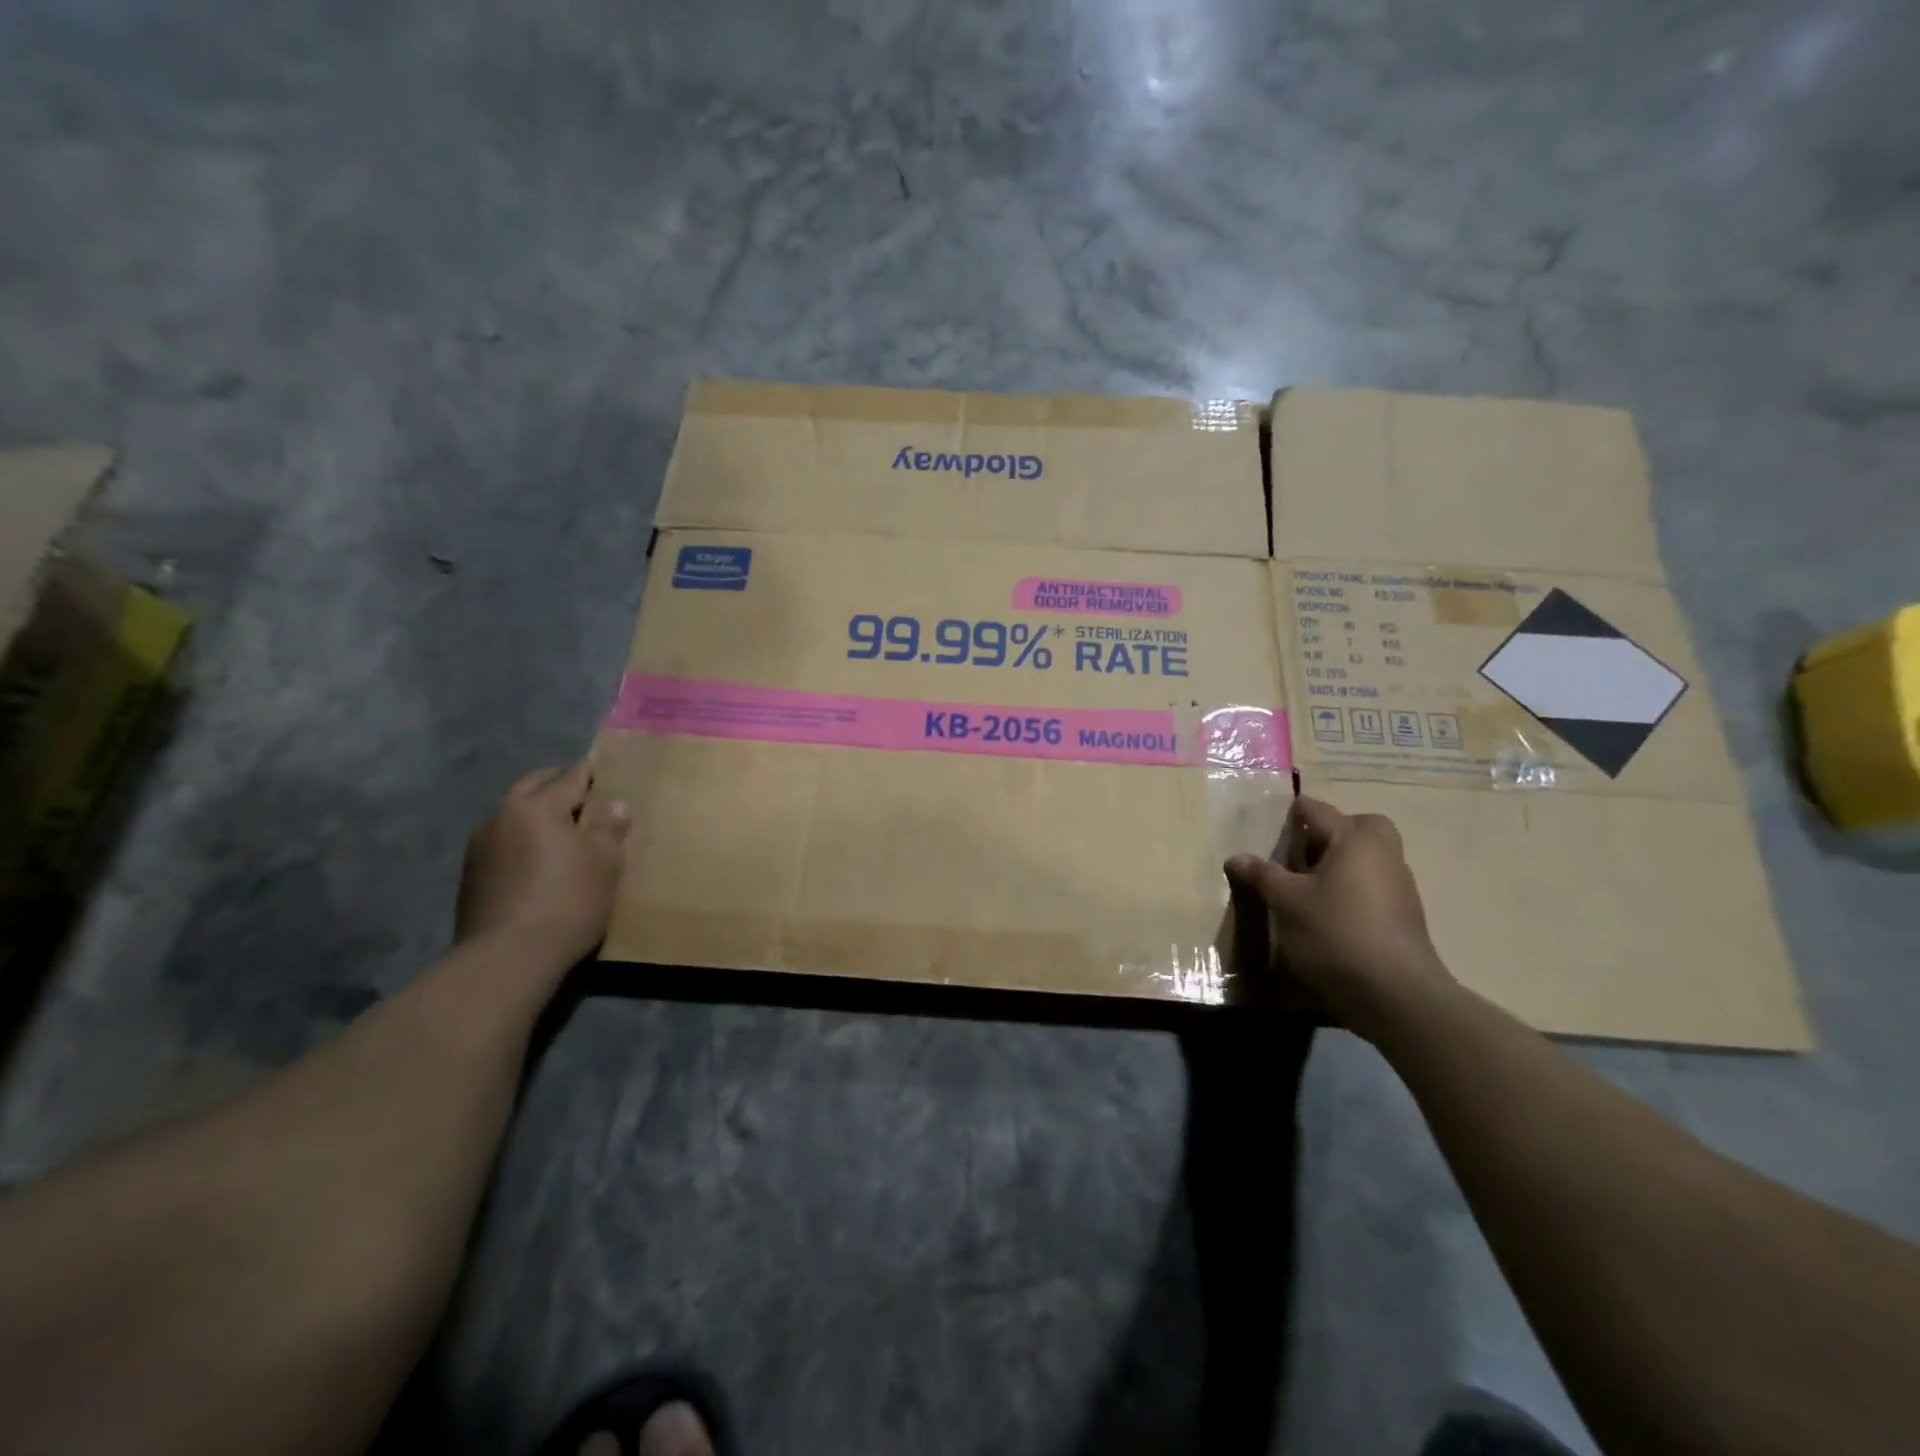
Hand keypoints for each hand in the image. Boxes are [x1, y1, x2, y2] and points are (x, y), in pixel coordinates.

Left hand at [455, 763, 630, 965]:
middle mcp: (504, 814)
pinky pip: (503, 837)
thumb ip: (609, 830)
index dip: (592, 773)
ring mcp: (481, 843)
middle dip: (558, 783)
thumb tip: (616, 806)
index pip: (571, 777)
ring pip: (513, 810)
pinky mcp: (471, 872)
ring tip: (562, 827)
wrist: (507, 957)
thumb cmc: (568, 901)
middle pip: (534, 784)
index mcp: (538, 806)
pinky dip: (522, 835)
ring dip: (536, 810)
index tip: (608, 772)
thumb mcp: (605, 865)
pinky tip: (538, 856)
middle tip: (586, 795)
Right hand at [1225, 797, 1449, 1035]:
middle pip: (1357, 826)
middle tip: (1300, 854)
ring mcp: (1399, 885)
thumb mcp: (1286, 902)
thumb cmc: (1335, 932)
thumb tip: (1236, 857)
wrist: (1395, 994)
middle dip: (1329, 833)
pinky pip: (1373, 885)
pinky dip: (1352, 889)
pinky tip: (1329, 914)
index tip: (1268, 827)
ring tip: (1307, 887)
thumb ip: (1262, 875)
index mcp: (1354, 839)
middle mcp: (1382, 853)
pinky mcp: (1405, 915)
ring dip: (1341, 863)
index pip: (1317, 810)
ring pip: (1368, 857)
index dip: (1290, 814)